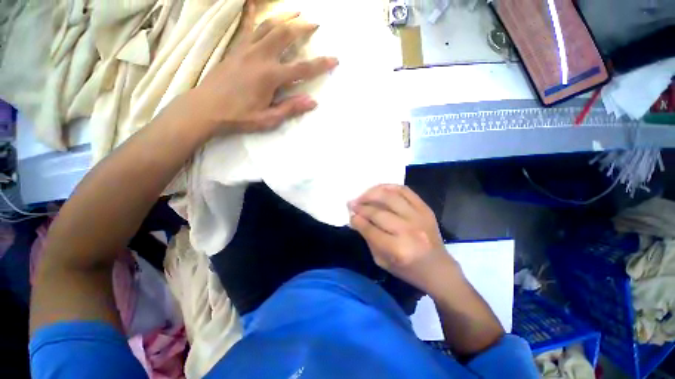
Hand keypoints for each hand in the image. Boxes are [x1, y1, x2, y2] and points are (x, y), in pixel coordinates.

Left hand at [191, 2, 337, 134]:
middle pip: (285, 35)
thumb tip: (312, 102)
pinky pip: (250, 29)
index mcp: (270, 77)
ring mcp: (246, 50)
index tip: (334, 59)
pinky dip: (258, 18)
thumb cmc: (239, 116)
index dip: (320, 64)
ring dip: (284, 19)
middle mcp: (259, 57)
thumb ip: (290, 108)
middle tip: (315, 24)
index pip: (302, 69)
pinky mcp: (236, 49)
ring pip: (268, 26)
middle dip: (302, 28)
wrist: (206, 108)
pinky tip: (261, 12)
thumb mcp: (268, 118)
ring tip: (296, 15)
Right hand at [348, 184, 457, 290]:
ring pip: (390, 197)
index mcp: (397, 249)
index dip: (357, 220)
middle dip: (361, 206)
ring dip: (372, 193)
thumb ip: (368, 239)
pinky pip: (405, 190)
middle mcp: (408, 230)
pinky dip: (389, 187)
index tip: (350, 214)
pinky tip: (379, 190)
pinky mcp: (425, 209)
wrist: (438, 268)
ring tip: (363, 195)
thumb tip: (356, 219)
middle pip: (378, 212)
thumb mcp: (382, 261)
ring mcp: (419, 217)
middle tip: (351, 203)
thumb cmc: (408, 269)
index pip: (370, 229)